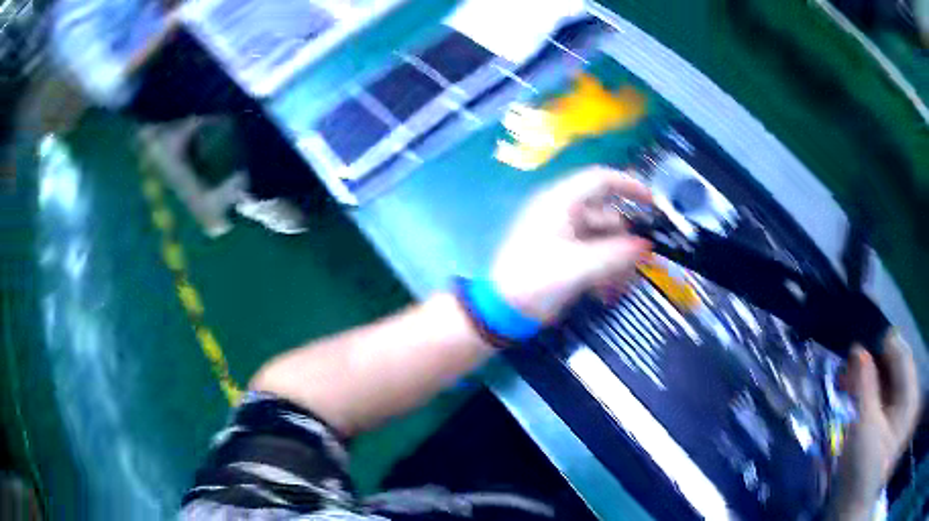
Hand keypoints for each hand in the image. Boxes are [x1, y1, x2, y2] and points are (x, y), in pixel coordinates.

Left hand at [491, 166, 652, 322]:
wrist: (502, 310)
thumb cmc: (535, 281)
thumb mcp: (578, 267)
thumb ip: (615, 255)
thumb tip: (645, 246)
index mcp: (561, 202)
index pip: (601, 180)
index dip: (629, 186)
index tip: (652, 205)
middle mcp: (565, 213)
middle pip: (608, 216)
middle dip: (625, 243)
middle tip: (639, 266)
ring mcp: (565, 235)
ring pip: (605, 240)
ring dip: (616, 263)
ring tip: (617, 290)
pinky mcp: (565, 255)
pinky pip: (595, 255)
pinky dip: (605, 271)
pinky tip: (606, 295)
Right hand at [829, 332, 921, 519]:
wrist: (857, 503)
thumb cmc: (862, 470)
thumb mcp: (864, 427)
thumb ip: (864, 385)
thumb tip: (857, 350)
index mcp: (909, 395)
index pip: (901, 352)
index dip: (880, 346)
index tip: (856, 353)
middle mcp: (911, 394)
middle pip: (896, 363)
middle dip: (873, 363)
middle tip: (848, 371)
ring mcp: (905, 406)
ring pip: (891, 376)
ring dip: (871, 376)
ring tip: (849, 384)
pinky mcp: (896, 416)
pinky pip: (888, 390)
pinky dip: (873, 389)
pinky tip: (859, 395)